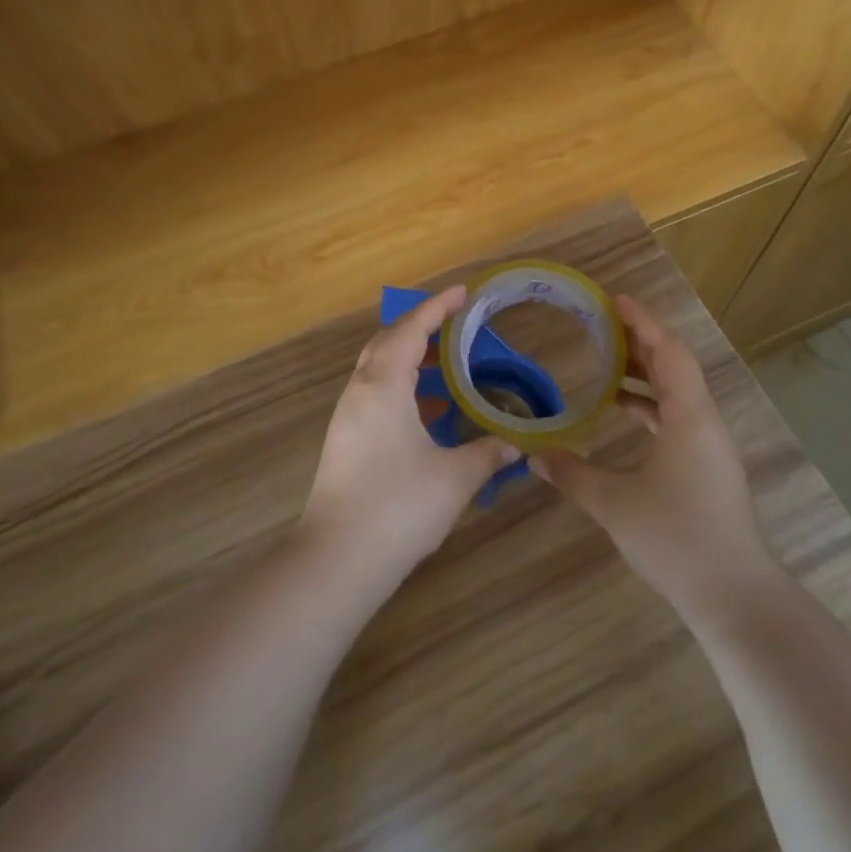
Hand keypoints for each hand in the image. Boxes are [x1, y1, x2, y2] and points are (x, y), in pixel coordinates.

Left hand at [299, 285, 514, 586]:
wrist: (337, 559)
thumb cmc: (398, 507)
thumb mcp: (454, 478)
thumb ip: (486, 454)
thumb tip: (513, 445)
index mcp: (383, 386)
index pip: (411, 329)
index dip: (437, 307)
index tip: (463, 292)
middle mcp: (360, 392)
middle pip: (388, 342)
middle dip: (420, 327)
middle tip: (455, 324)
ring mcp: (348, 417)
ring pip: (378, 369)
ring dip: (410, 359)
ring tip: (447, 364)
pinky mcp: (345, 441)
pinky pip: (375, 395)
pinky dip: (402, 388)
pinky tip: (428, 411)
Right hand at [533, 294, 778, 631]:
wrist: (734, 597)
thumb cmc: (676, 539)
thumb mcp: (614, 504)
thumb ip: (572, 474)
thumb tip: (533, 455)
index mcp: (689, 416)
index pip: (667, 351)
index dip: (641, 321)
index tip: (613, 300)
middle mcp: (704, 421)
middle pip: (674, 365)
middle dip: (639, 341)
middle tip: (600, 326)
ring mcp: (710, 445)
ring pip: (677, 392)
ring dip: (644, 374)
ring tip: (605, 364)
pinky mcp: (708, 466)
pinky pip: (678, 416)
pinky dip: (650, 404)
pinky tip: (622, 412)